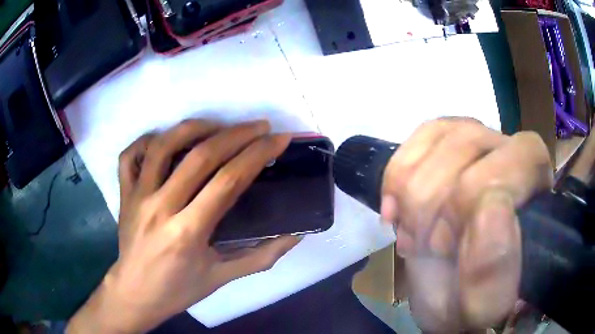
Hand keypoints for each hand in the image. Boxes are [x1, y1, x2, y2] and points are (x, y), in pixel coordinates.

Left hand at [67, 120, 299, 332]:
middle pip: (201, 156)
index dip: (257, 154)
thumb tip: (296, 234)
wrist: (135, 294)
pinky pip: (131, 155)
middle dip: (237, 134)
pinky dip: (148, 140)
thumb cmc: (178, 290)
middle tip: (260, 126)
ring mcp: (138, 196)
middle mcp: (160, 207)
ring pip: (164, 145)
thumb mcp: (222, 278)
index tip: (279, 139)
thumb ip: (262, 256)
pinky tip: (168, 139)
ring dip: (195, 127)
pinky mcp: (124, 193)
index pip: (228, 181)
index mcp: (188, 232)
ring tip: (219, 125)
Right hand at [380, 118, 552, 331]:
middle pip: (469, 145)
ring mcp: (482, 139)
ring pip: (442, 134)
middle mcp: (515, 154)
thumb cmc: (466, 302)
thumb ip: (490, 273)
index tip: (445, 248)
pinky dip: (399, 173)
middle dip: (433, 203)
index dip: (472, 203)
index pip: (515, 163)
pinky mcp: (450, 140)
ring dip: (413, 193)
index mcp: (538, 196)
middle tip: (424, 246)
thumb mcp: (477, 307)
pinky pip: (423, 133)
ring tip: (413, 233)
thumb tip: (488, 212)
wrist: (445, 292)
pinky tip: (397, 208)